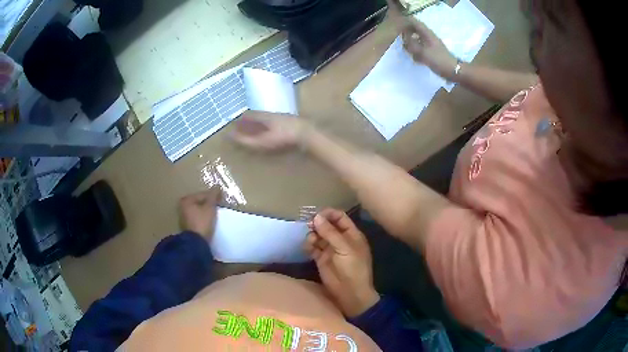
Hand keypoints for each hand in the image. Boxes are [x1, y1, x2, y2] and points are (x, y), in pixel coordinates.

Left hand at [179, 188, 220, 238]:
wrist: (196, 243)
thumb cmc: (202, 222)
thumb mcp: (210, 207)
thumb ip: (213, 196)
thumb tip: (217, 186)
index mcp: (186, 200)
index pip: (203, 194)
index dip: (213, 196)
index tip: (222, 199)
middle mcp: (182, 207)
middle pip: (199, 202)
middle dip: (209, 204)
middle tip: (219, 206)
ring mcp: (184, 218)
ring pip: (198, 211)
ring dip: (206, 211)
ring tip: (216, 214)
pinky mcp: (188, 227)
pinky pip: (197, 219)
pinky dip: (203, 218)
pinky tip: (210, 221)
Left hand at [231, 110, 308, 151]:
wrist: (305, 135)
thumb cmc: (287, 126)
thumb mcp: (270, 118)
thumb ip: (256, 117)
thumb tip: (242, 116)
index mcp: (259, 142)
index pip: (241, 141)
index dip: (233, 136)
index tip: (226, 131)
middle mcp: (262, 147)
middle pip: (246, 143)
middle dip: (239, 136)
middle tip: (233, 128)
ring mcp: (269, 147)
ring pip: (253, 142)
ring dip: (247, 135)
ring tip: (243, 127)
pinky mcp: (275, 144)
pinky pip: (260, 140)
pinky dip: (255, 134)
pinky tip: (257, 128)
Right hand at [304, 209, 379, 316]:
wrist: (350, 292)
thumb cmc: (353, 268)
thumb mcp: (345, 248)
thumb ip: (330, 232)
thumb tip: (316, 217)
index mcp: (351, 234)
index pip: (340, 217)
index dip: (329, 214)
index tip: (317, 213)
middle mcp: (340, 239)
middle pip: (327, 225)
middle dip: (318, 223)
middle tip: (309, 224)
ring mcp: (330, 249)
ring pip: (318, 235)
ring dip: (313, 234)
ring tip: (311, 239)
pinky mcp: (320, 258)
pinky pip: (312, 247)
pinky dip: (309, 245)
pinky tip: (308, 247)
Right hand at [387, 0, 457, 78]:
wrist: (452, 70)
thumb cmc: (438, 59)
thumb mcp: (422, 51)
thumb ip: (411, 44)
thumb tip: (404, 38)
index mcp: (427, 33)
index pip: (414, 22)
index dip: (406, 22)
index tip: (398, 26)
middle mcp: (428, 37)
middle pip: (415, 30)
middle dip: (407, 33)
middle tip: (401, 40)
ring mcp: (430, 44)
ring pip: (417, 39)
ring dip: (411, 43)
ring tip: (406, 50)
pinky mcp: (432, 52)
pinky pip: (421, 48)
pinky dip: (416, 51)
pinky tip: (415, 58)